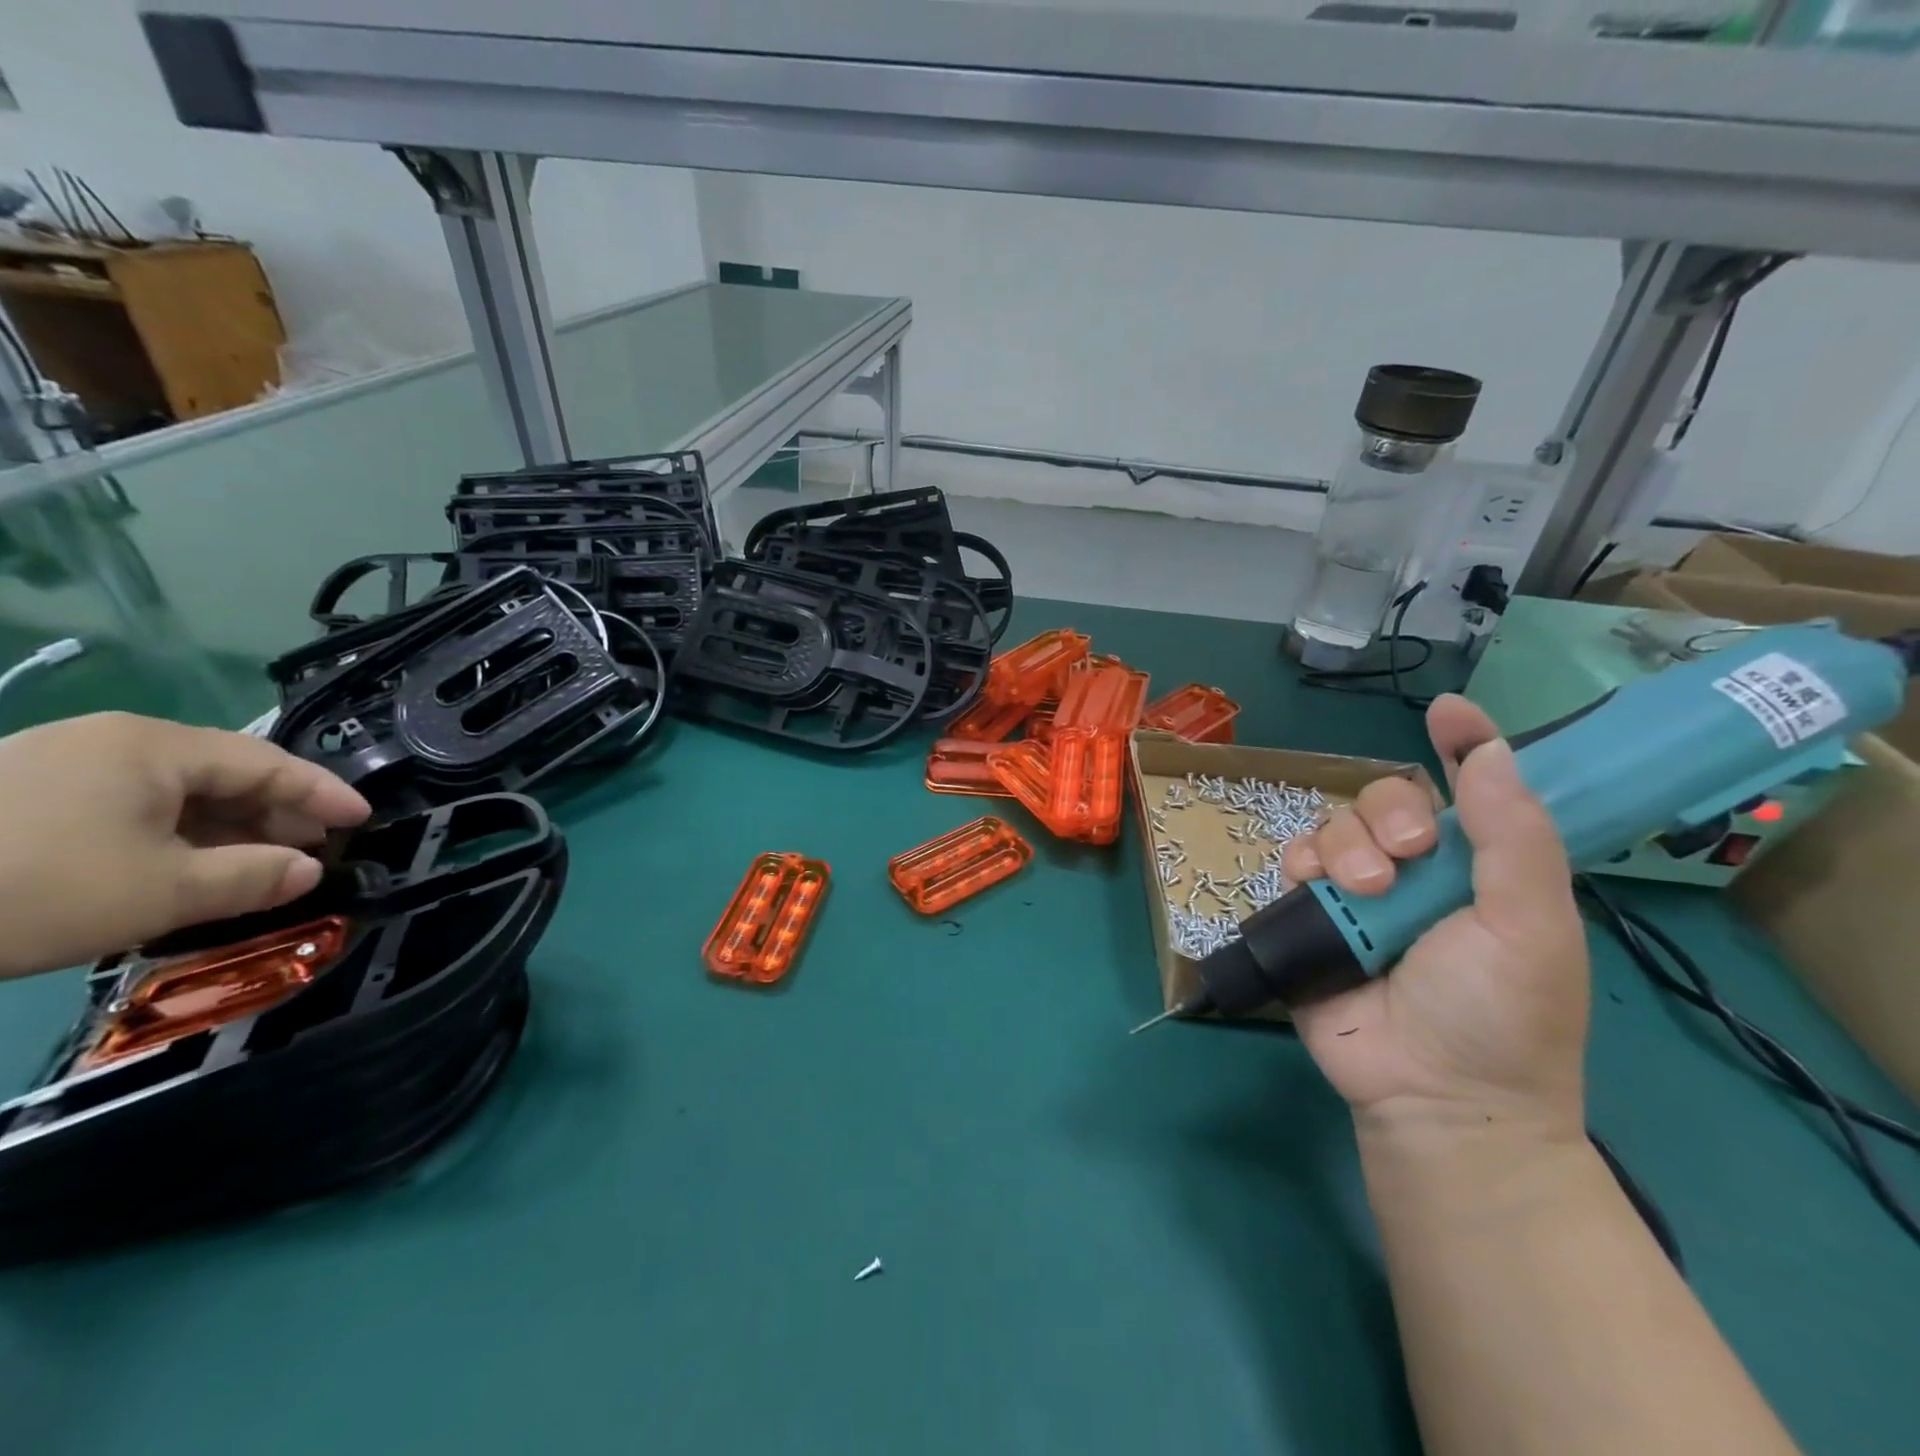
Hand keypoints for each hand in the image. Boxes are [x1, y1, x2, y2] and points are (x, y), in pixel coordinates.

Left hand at [0, 713, 370, 977]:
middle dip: (274, 814)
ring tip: (254, 866)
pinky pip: (127, 807)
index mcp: (154, 746)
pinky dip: (171, 835)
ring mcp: (59, 763)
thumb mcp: (160, 892)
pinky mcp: (20, 795)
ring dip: (223, 829)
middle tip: (312, 851)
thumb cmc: (30, 887)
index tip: (364, 820)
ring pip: (174, 792)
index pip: (268, 763)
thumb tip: (310, 869)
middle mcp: (113, 741)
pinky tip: (181, 867)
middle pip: (223, 772)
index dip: (323, 793)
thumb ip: (253, 877)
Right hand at [1281, 695, 1589, 1139]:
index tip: (1447, 713)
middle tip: (1408, 856)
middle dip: (1390, 814)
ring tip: (1366, 895)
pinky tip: (1316, 888)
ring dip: (1347, 847)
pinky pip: (1294, 861)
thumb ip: (1514, 836)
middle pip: (1387, 800)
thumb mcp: (1530, 924)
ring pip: (1336, 826)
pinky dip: (1301, 863)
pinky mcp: (1313, 916)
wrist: (1433, 1095)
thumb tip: (1490, 748)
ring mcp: (1361, 894)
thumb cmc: (1501, 1013)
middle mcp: (1419, 872)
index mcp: (1481, 868)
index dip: (1463, 744)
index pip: (1473, 790)